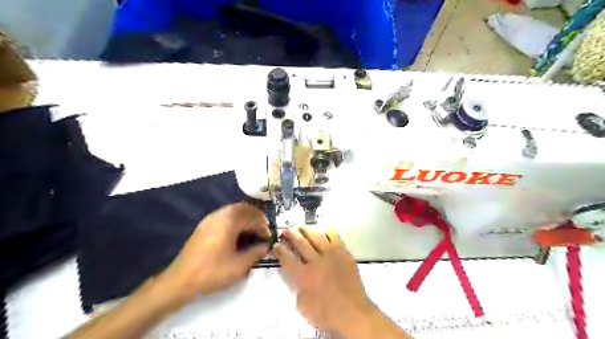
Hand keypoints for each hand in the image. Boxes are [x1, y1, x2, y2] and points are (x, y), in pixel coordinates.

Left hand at [165, 202, 269, 302]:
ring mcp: (210, 219)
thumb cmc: (212, 272)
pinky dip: (235, 220)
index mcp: (229, 222)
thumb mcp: (239, 266)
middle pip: (243, 208)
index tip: (269, 237)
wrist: (180, 281)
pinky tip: (238, 234)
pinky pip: (224, 216)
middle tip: (263, 230)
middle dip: (256, 217)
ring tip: (253, 231)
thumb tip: (266, 246)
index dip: (263, 227)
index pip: (253, 218)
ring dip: (246, 217)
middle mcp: (219, 215)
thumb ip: (256, 253)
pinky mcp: (204, 226)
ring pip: (233, 211)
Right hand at [273, 227, 376, 334]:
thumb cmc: (326, 314)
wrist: (354, 313)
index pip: (287, 257)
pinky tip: (322, 231)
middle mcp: (316, 261)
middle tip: (286, 231)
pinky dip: (326, 231)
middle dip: (290, 234)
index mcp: (303, 276)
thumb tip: (294, 274)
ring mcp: (331, 255)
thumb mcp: (303, 305)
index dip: (279, 249)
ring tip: (301, 228)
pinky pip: (334, 236)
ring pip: (316, 235)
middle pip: (300, 242)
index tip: (276, 245)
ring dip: (306, 230)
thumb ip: (296, 287)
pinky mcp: (344, 253)